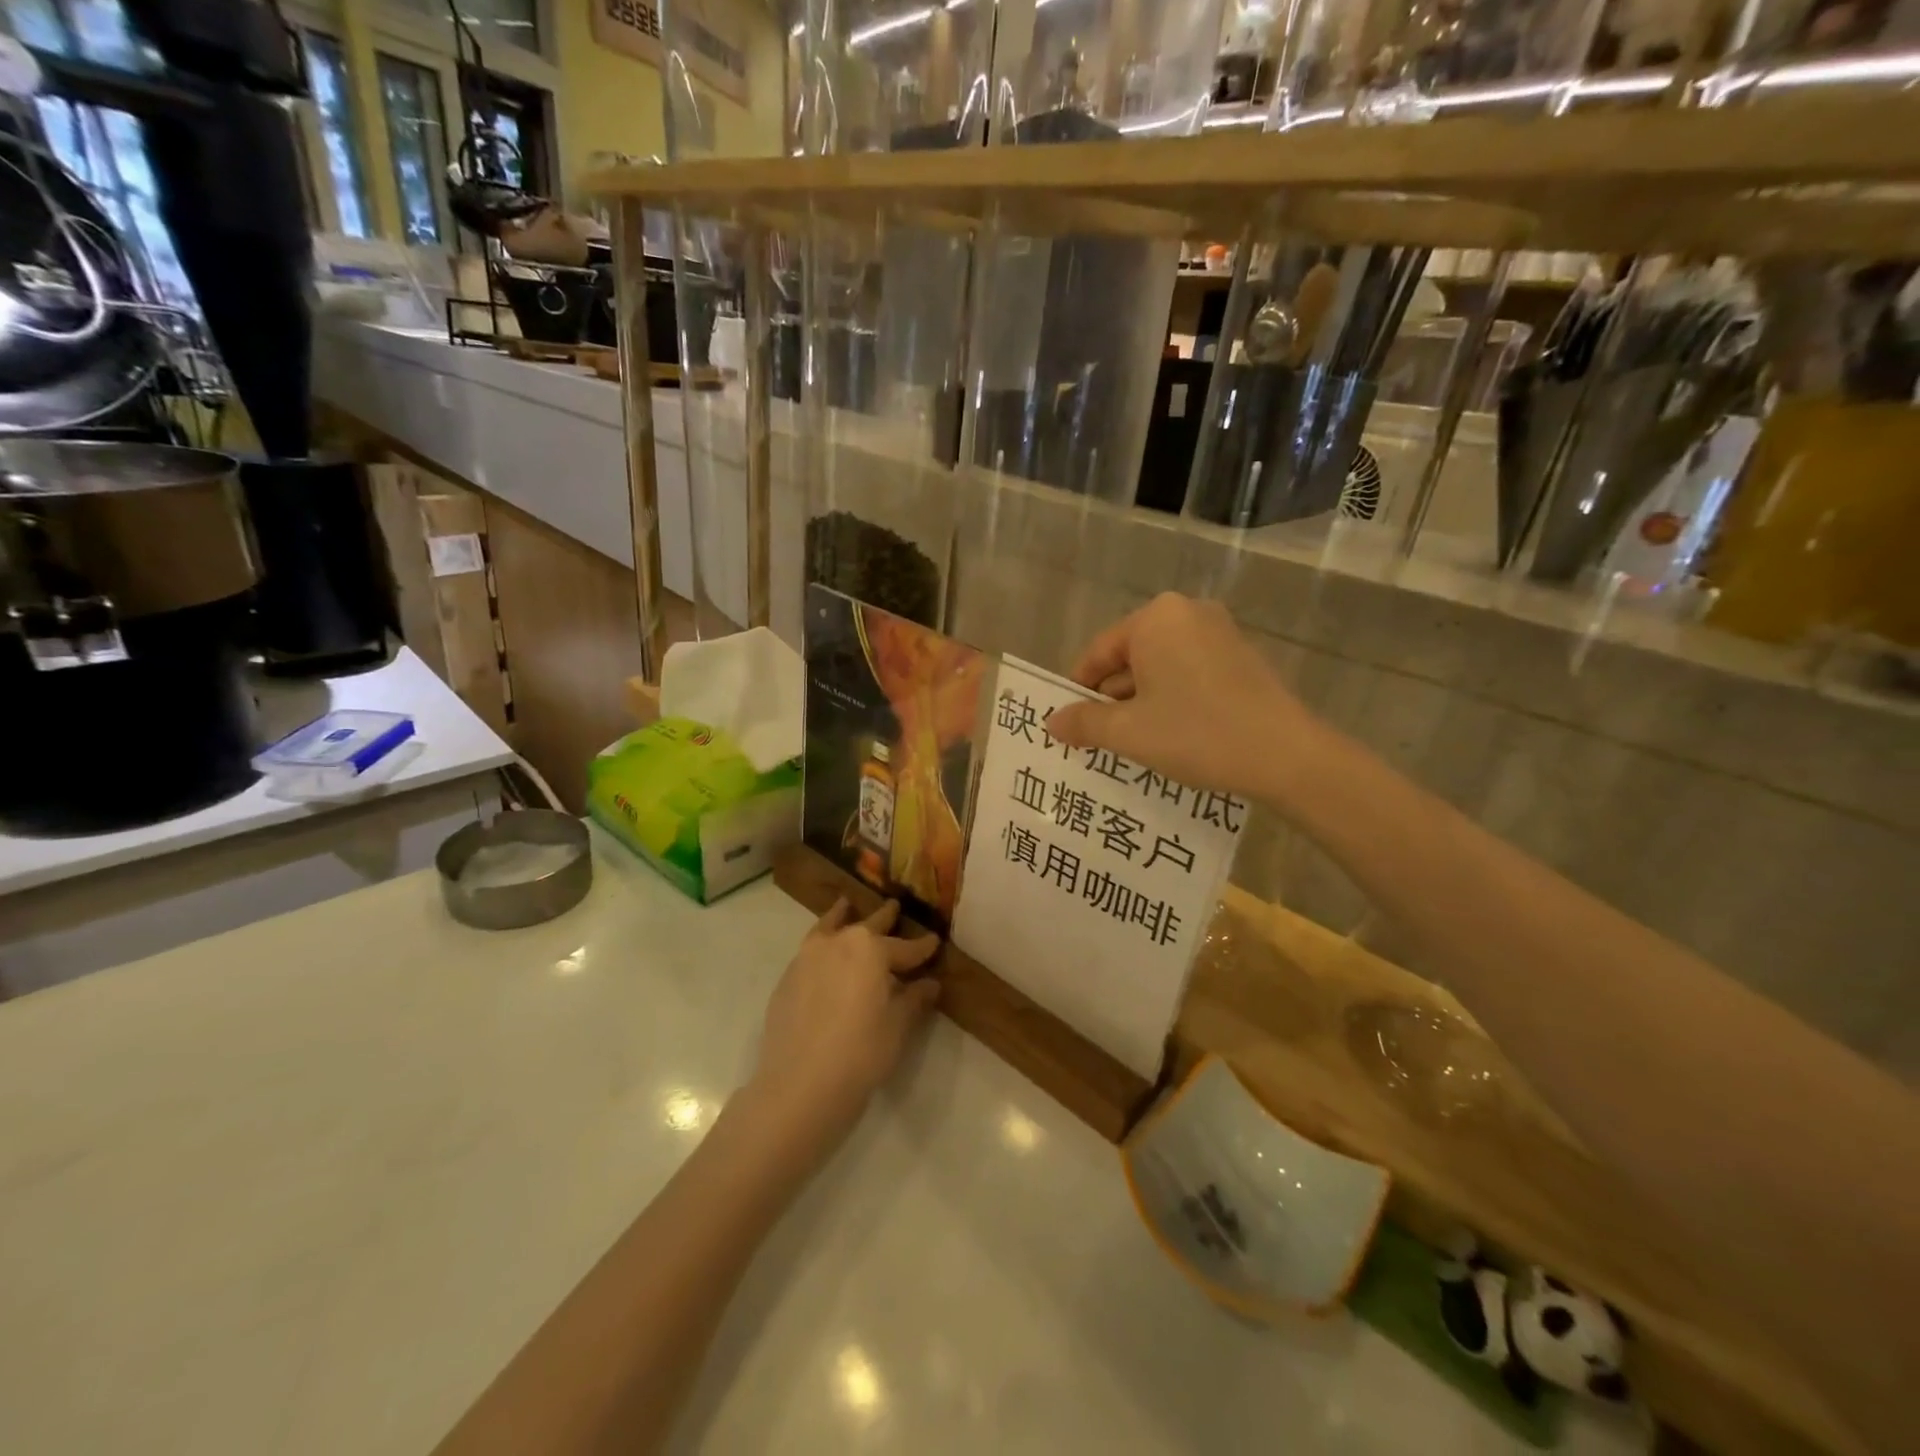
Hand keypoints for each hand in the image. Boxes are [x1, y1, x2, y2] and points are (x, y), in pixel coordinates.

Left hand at [748, 898, 940, 1143]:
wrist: (800, 1085)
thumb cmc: (861, 1053)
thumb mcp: (897, 1026)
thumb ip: (913, 999)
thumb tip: (928, 983)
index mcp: (871, 948)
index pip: (905, 947)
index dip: (923, 947)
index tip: (935, 941)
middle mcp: (838, 942)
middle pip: (867, 926)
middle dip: (884, 918)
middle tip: (895, 907)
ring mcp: (807, 958)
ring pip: (830, 928)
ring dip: (842, 918)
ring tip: (847, 906)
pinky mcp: (787, 979)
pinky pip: (811, 950)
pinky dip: (822, 943)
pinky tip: (826, 954)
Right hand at [1044, 593, 1322, 803]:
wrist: (1286, 755)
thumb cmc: (1196, 732)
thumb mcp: (1128, 732)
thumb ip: (1084, 723)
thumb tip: (1052, 722)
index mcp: (1155, 618)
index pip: (1099, 652)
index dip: (1079, 690)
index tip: (1069, 723)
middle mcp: (1187, 613)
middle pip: (1130, 657)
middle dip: (1111, 698)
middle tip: (1098, 738)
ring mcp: (1219, 633)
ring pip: (1160, 667)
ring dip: (1141, 702)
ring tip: (1131, 743)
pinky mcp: (1240, 657)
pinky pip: (1189, 673)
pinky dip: (1172, 699)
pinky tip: (1170, 735)